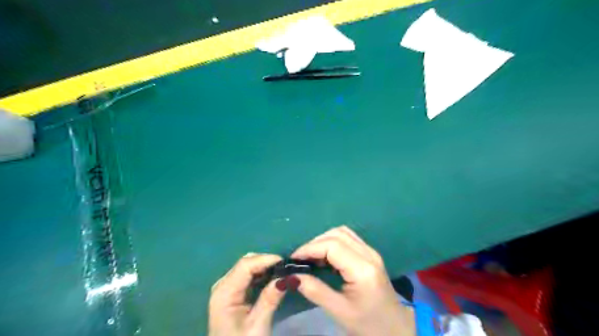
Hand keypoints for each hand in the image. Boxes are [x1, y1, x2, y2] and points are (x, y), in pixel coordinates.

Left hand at [209, 254, 286, 335]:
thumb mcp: (258, 325)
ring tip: (281, 271)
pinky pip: (246, 275)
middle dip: (266, 261)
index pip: (245, 265)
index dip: (265, 259)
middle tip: (285, 267)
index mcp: (224, 292)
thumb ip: (270, 299)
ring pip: (246, 266)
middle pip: (245, 263)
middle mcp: (222, 285)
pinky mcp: (230, 292)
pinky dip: (259, 273)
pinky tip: (271, 277)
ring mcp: (225, 288)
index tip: (285, 261)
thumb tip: (287, 277)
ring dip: (264, 266)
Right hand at [292, 226, 416, 335]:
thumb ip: (315, 290)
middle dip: (315, 243)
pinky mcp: (370, 254)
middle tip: (301, 259)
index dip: (310, 248)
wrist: (396, 329)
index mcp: (363, 269)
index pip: (332, 246)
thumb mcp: (339, 311)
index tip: (294, 259)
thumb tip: (291, 277)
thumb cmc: (368, 324)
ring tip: (311, 257)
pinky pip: (348, 238)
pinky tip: (325, 256)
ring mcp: (371, 252)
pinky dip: (332, 242)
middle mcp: (369, 254)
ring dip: (324, 240)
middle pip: (337, 234)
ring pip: (343, 232)